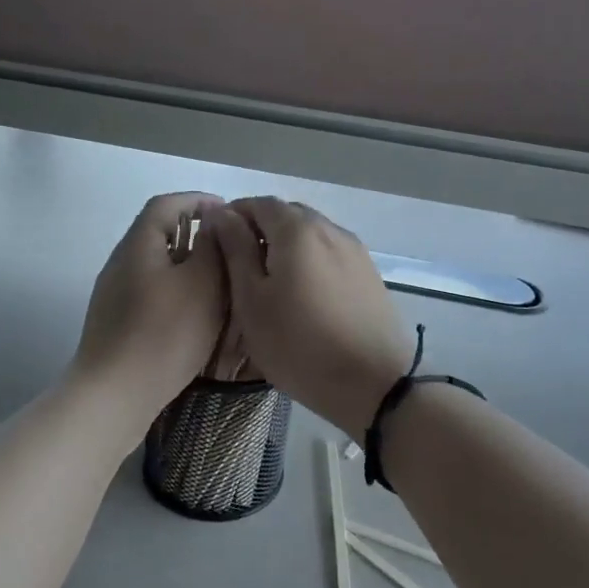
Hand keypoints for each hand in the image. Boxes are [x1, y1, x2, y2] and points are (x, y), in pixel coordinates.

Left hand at [71, 192, 228, 427]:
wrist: (115, 394)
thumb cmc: (164, 333)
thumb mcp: (202, 283)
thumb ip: (212, 247)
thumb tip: (214, 221)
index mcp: (139, 244)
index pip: (167, 204)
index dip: (198, 201)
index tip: (229, 214)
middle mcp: (121, 262)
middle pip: (159, 234)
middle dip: (196, 235)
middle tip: (230, 250)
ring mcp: (115, 294)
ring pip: (157, 266)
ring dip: (188, 266)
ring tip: (221, 283)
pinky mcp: (116, 322)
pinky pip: (152, 293)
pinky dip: (177, 292)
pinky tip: (196, 315)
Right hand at [206, 197, 412, 437]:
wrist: (373, 384)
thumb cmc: (298, 344)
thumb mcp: (252, 300)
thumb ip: (236, 250)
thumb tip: (221, 214)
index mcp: (297, 229)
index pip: (258, 203)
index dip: (232, 217)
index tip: (215, 244)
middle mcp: (330, 229)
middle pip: (287, 216)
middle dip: (259, 231)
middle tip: (239, 268)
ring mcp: (354, 251)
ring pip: (310, 236)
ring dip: (285, 248)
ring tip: (269, 284)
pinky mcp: (368, 274)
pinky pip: (329, 254)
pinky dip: (309, 262)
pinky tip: (302, 295)